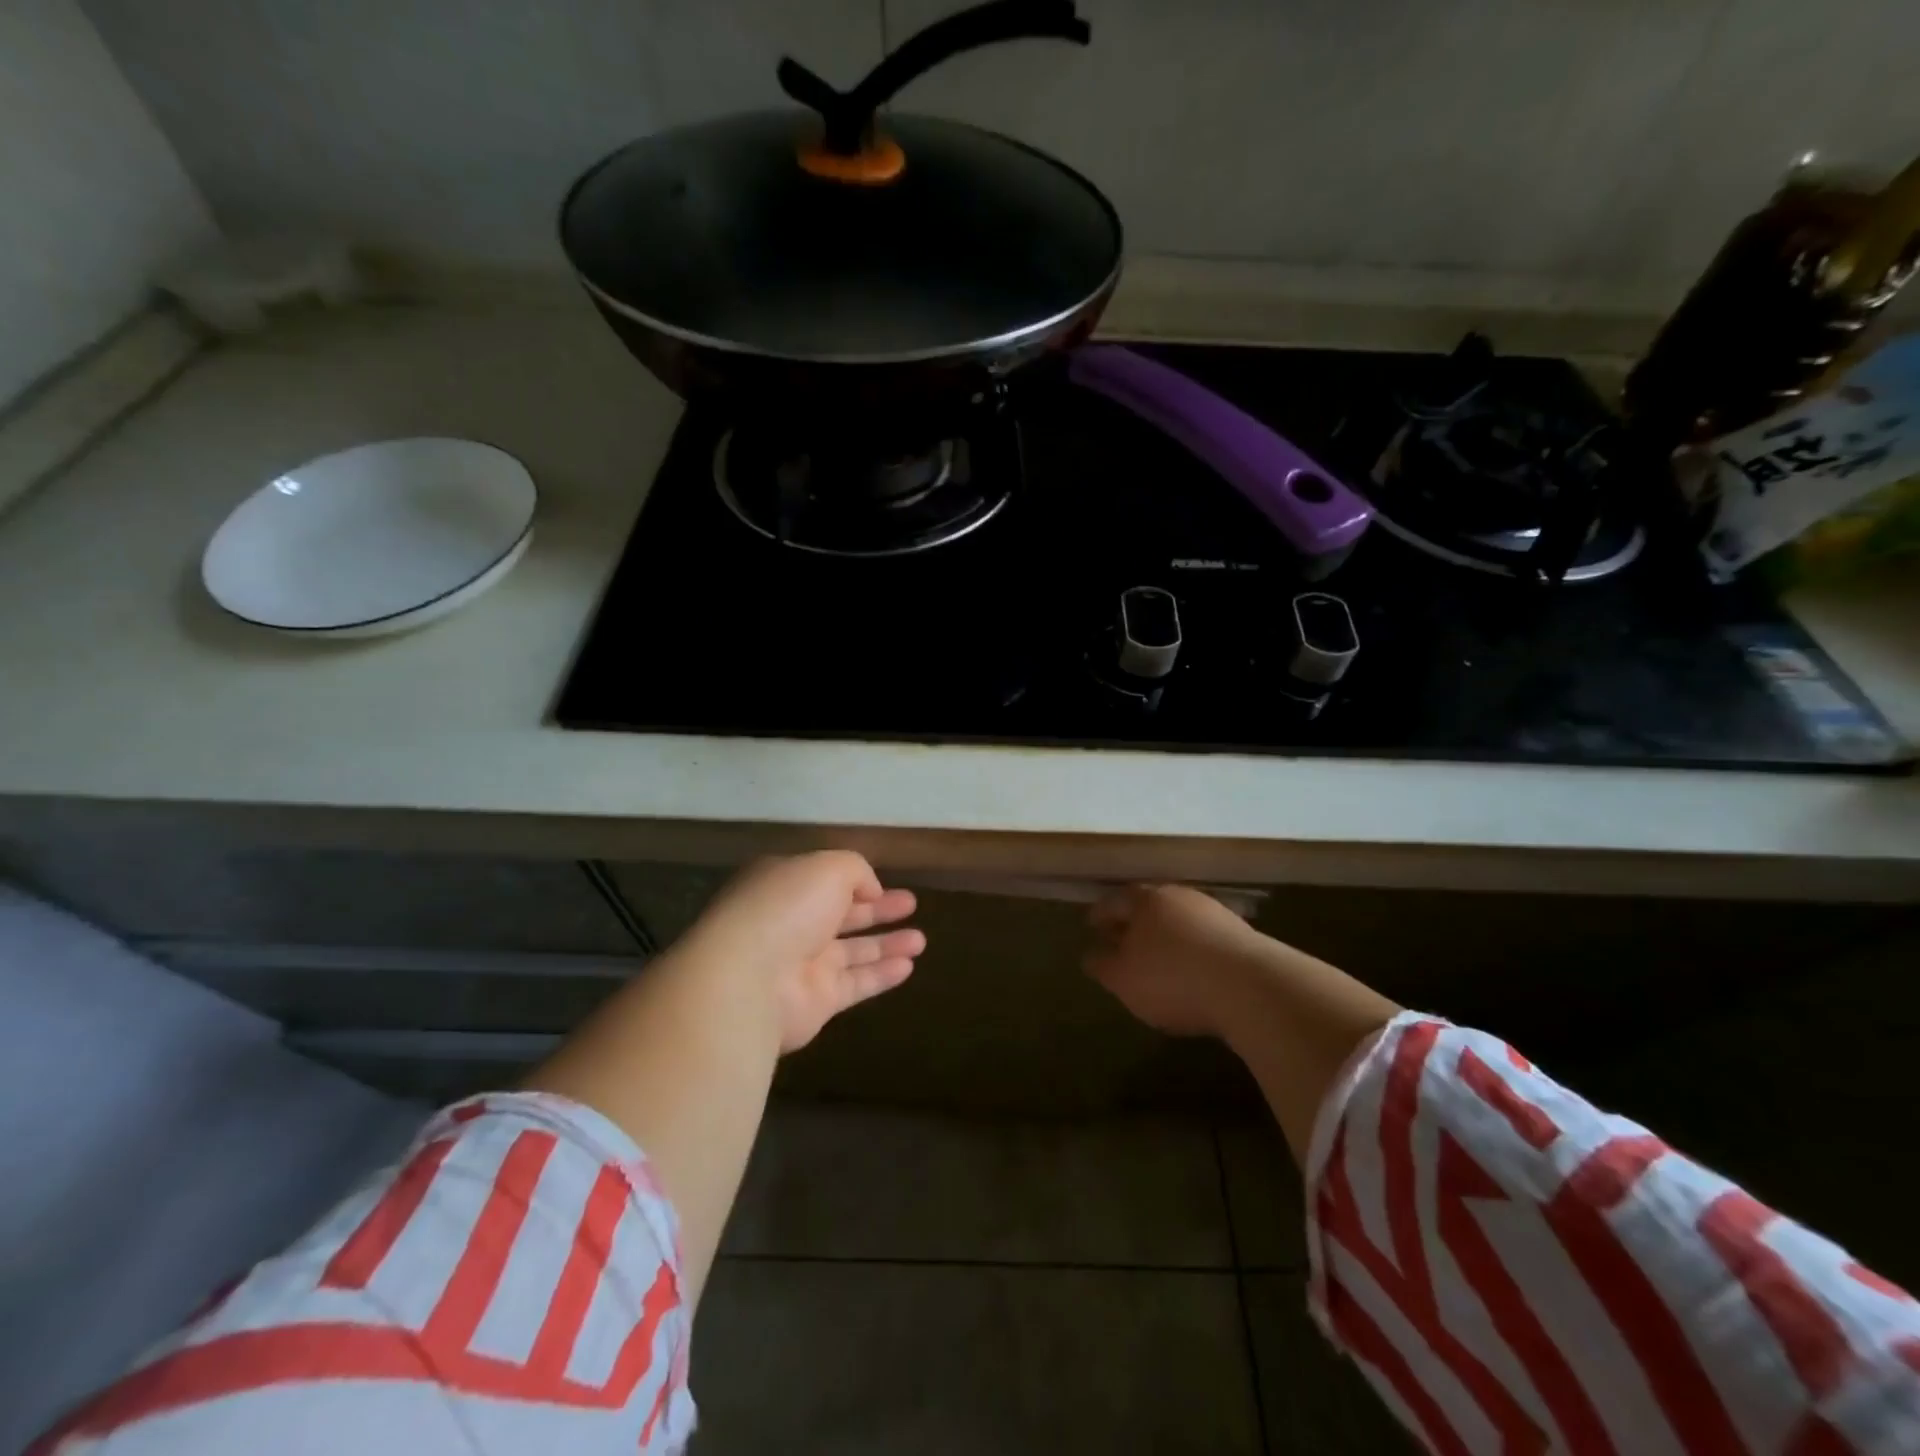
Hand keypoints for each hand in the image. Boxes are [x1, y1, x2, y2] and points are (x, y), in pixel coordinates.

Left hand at [684, 852, 924, 1052]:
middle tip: (911, 904)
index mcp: (785, 886)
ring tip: (922, 939)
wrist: (748, 980)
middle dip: (877, 909)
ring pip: (853, 950)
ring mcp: (803, 964)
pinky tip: (909, 966)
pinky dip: (882, 975)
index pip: (823, 880)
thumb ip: (856, 870)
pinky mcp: (816, 1001)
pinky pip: (856, 983)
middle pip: (842, 915)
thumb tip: (870, 890)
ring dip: (887, 943)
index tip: (883, 883)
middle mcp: (792, 923)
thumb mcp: (827, 867)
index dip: (855, 880)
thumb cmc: (786, 908)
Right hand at [1084, 884, 1265, 1037]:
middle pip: (1148, 906)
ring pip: (1179, 919)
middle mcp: (1178, 896)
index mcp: (1144, 900)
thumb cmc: (1173, 978)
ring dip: (1166, 934)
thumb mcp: (1124, 980)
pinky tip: (1193, 969)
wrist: (1251, 986)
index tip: (1091, 927)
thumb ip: (1103, 965)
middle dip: (1134, 922)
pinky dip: (1192, 948)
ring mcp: (1213, 912)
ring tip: (1159, 957)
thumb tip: (1090, 954)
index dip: (1099, 915)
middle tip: (1123, 940)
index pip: (1114, 901)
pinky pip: (1205, 936)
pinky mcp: (1241, 933)